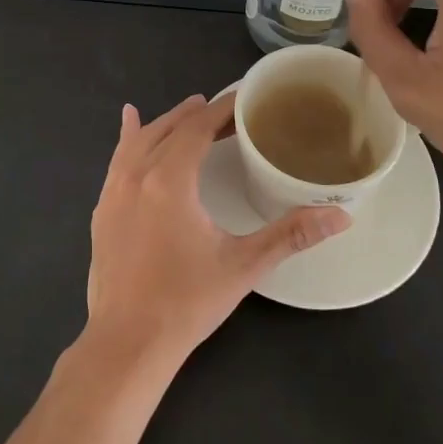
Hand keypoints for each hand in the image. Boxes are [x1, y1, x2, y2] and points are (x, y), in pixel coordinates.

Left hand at [85, 93, 349, 364]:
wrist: (126, 344)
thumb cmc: (186, 302)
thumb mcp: (243, 265)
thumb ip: (291, 235)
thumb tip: (340, 215)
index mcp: (169, 179)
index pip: (197, 128)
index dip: (220, 109)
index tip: (243, 99)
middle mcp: (136, 174)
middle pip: (168, 129)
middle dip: (197, 114)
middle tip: (226, 111)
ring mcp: (113, 192)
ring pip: (140, 140)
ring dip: (166, 122)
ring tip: (188, 109)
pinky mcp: (102, 211)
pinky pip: (117, 160)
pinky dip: (129, 138)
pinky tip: (129, 125)